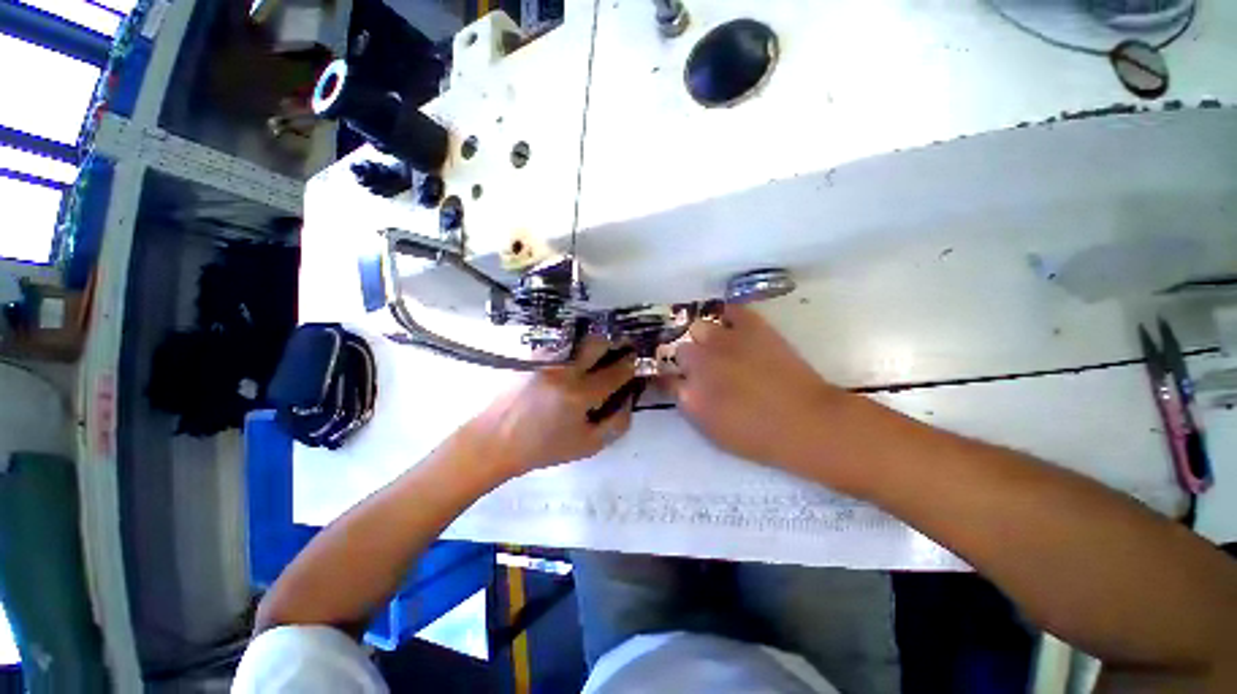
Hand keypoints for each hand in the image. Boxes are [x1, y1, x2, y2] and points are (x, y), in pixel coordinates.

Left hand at [468, 338, 636, 475]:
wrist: (494, 441)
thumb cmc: (543, 448)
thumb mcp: (587, 445)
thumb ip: (616, 423)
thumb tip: (628, 399)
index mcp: (580, 394)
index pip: (617, 370)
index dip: (631, 364)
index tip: (635, 363)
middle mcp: (564, 369)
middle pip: (598, 341)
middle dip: (614, 342)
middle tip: (619, 350)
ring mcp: (546, 359)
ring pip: (578, 339)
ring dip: (593, 344)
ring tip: (596, 357)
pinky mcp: (531, 356)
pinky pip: (561, 345)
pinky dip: (573, 350)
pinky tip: (571, 363)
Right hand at [663, 305, 844, 472]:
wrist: (807, 422)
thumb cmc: (760, 437)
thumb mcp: (714, 432)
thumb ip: (691, 406)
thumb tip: (682, 387)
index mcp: (689, 394)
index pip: (664, 378)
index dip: (670, 377)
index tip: (677, 378)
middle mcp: (699, 363)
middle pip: (680, 349)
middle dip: (688, 357)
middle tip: (704, 365)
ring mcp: (723, 341)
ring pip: (698, 326)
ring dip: (704, 336)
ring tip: (718, 344)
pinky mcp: (750, 326)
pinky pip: (729, 310)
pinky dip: (727, 315)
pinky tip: (732, 325)